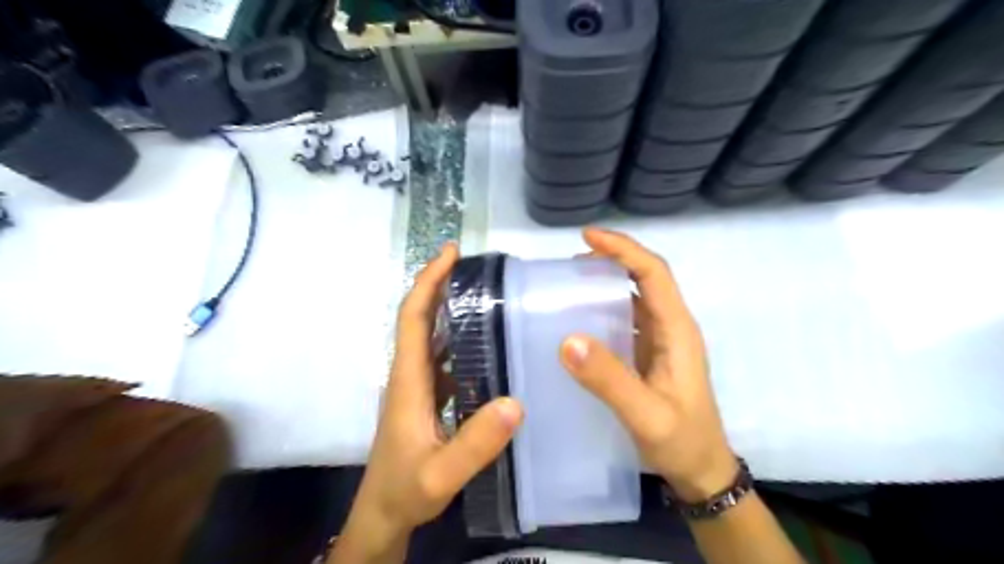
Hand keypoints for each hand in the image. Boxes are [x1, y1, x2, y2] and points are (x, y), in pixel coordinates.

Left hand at [333, 244, 528, 561]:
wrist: (384, 513)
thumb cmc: (405, 490)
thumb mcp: (441, 474)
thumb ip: (475, 444)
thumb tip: (515, 402)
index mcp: (408, 379)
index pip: (412, 317)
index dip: (428, 281)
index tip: (451, 253)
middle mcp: (410, 373)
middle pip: (420, 317)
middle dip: (441, 284)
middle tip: (476, 265)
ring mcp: (417, 385)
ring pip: (431, 335)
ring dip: (449, 308)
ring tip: (487, 295)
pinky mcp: (426, 397)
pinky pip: (442, 357)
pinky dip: (458, 339)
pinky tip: (487, 344)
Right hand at [561, 230, 735, 501]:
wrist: (702, 473)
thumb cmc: (682, 443)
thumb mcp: (647, 415)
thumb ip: (610, 381)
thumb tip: (568, 340)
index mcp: (677, 330)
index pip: (653, 274)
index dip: (624, 249)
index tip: (588, 237)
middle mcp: (671, 327)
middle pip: (645, 278)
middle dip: (612, 259)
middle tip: (570, 261)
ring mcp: (660, 341)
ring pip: (635, 296)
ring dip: (607, 281)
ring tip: (569, 282)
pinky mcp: (649, 354)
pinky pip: (626, 319)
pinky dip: (603, 307)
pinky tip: (580, 317)